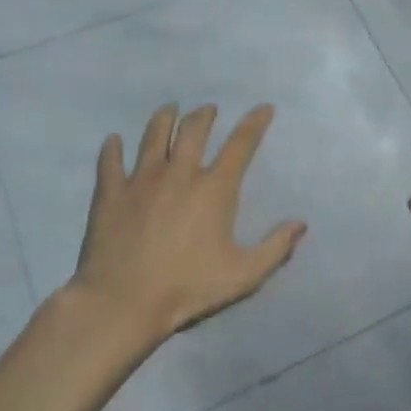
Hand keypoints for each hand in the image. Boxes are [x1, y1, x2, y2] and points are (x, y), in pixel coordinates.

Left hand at [73, 102, 305, 342]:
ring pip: (154, 135)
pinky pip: (110, 160)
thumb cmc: (187, 289)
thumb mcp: (243, 276)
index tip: (264, 107)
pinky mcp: (110, 192)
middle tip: (209, 110)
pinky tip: (113, 141)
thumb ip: (275, 248)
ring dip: (164, 118)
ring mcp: (141, 179)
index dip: (254, 122)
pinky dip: (113, 147)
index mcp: (214, 188)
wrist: (122, 303)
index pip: (240, 144)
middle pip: (194, 129)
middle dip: (205, 115)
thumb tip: (300, 223)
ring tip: (169, 109)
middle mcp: (179, 172)